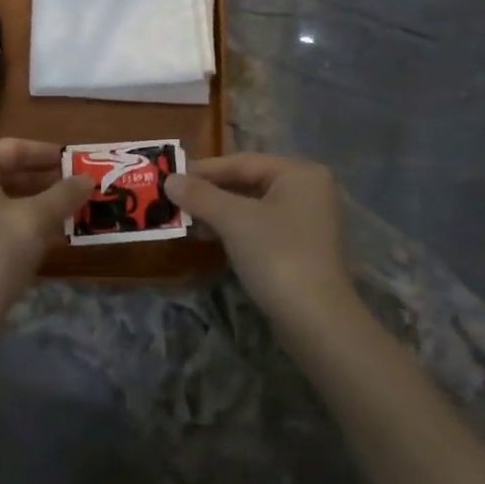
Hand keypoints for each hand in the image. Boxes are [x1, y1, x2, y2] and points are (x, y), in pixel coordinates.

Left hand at [0, 139, 93, 333]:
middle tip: (74, 188)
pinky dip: (13, 219)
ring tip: (65, 211)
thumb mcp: (37, 221)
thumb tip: (86, 179)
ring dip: (31, 201)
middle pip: (3, 171)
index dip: (46, 153)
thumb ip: (64, 194)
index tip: (73, 162)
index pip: (12, 148)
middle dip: (41, 179)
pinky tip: (42, 235)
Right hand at [165, 154, 353, 325]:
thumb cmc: (277, 255)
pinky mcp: (300, 248)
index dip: (205, 169)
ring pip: (252, 207)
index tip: (171, 176)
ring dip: (218, 212)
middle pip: (248, 183)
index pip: (243, 162)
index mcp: (299, 173)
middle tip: (174, 199)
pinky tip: (208, 237)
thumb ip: (201, 195)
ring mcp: (306, 221)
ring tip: (185, 220)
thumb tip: (169, 179)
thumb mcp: (234, 220)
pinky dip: (234, 230)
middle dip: (210, 192)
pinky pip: (260, 228)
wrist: (316, 321)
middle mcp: (307, 190)